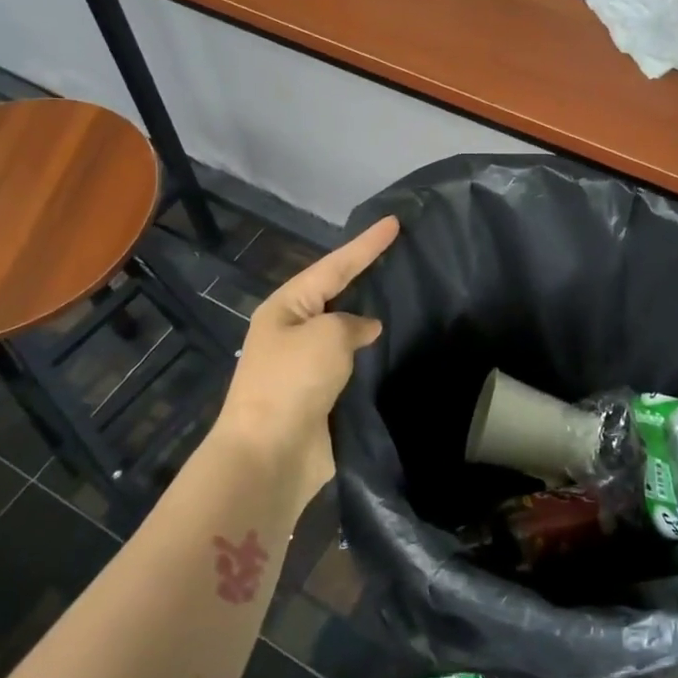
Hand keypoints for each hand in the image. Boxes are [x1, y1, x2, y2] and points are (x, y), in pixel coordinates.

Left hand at [210, 215, 399, 502]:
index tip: (394, 222)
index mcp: (286, 307)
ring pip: (348, 331)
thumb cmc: (292, 382)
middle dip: (367, 276)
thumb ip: (353, 323)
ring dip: (372, 319)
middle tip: (401, 255)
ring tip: (407, 297)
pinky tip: (398, 347)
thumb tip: (366, 330)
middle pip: (338, 294)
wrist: (270, 455)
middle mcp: (294, 331)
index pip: (335, 266)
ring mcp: (307, 365)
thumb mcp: (327, 336)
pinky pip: (354, 365)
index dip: (366, 244)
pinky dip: (374, 355)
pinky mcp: (323, 395)